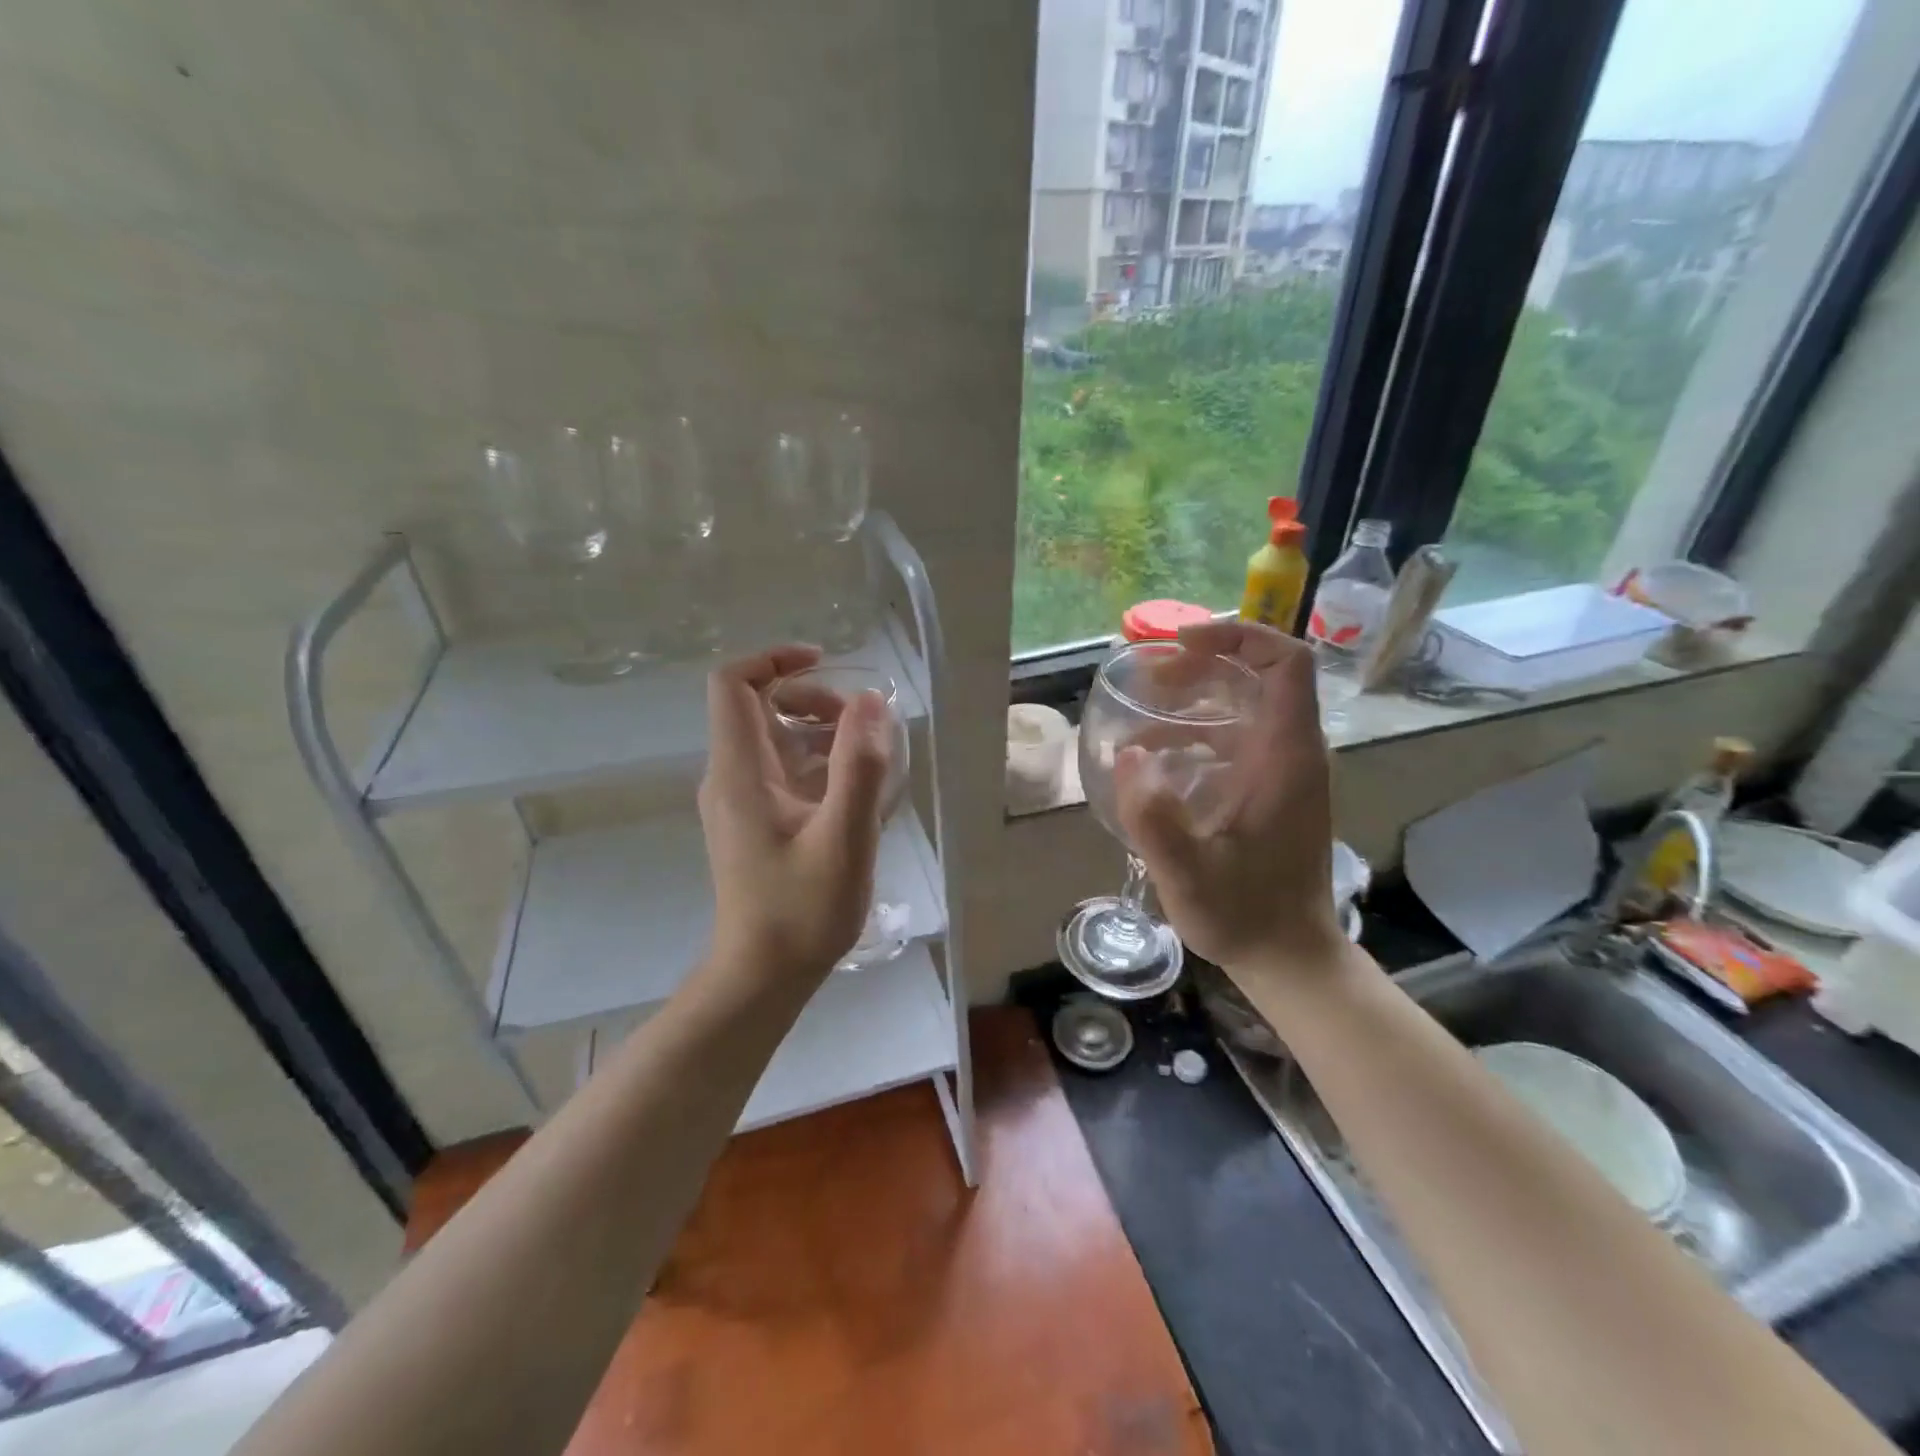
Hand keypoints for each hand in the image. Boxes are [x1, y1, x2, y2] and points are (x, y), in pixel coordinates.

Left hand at [697, 645, 893, 986]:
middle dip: (812, 699)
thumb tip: (871, 701)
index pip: (733, 684)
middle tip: (862, 726)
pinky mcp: (754, 822)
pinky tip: (856, 793)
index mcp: (740, 772)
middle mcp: (730, 778)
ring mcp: (740, 802)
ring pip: (774, 739)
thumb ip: (860, 768)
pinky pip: (783, 770)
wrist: (763, 976)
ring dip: (820, 732)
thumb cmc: (802, 911)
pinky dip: (818, 764)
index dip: (776, 660)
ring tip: (869, 758)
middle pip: (758, 706)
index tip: (827, 664)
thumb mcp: (843, 838)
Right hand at [1115, 620, 1343, 969]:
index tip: (1182, 645)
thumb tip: (1129, 756)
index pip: (1285, 662)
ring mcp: (1284, 771)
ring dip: (1196, 697)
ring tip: (1144, 714)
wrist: (1288, 956)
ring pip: (1246, 705)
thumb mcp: (1188, 875)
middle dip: (1203, 664)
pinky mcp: (1270, 789)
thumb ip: (1155, 819)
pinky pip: (1237, 736)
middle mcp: (1293, 752)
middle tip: (1150, 682)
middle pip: (1260, 674)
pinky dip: (1196, 731)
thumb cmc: (1243, 914)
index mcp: (1286, 756)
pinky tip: (1157, 759)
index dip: (1238, 636)